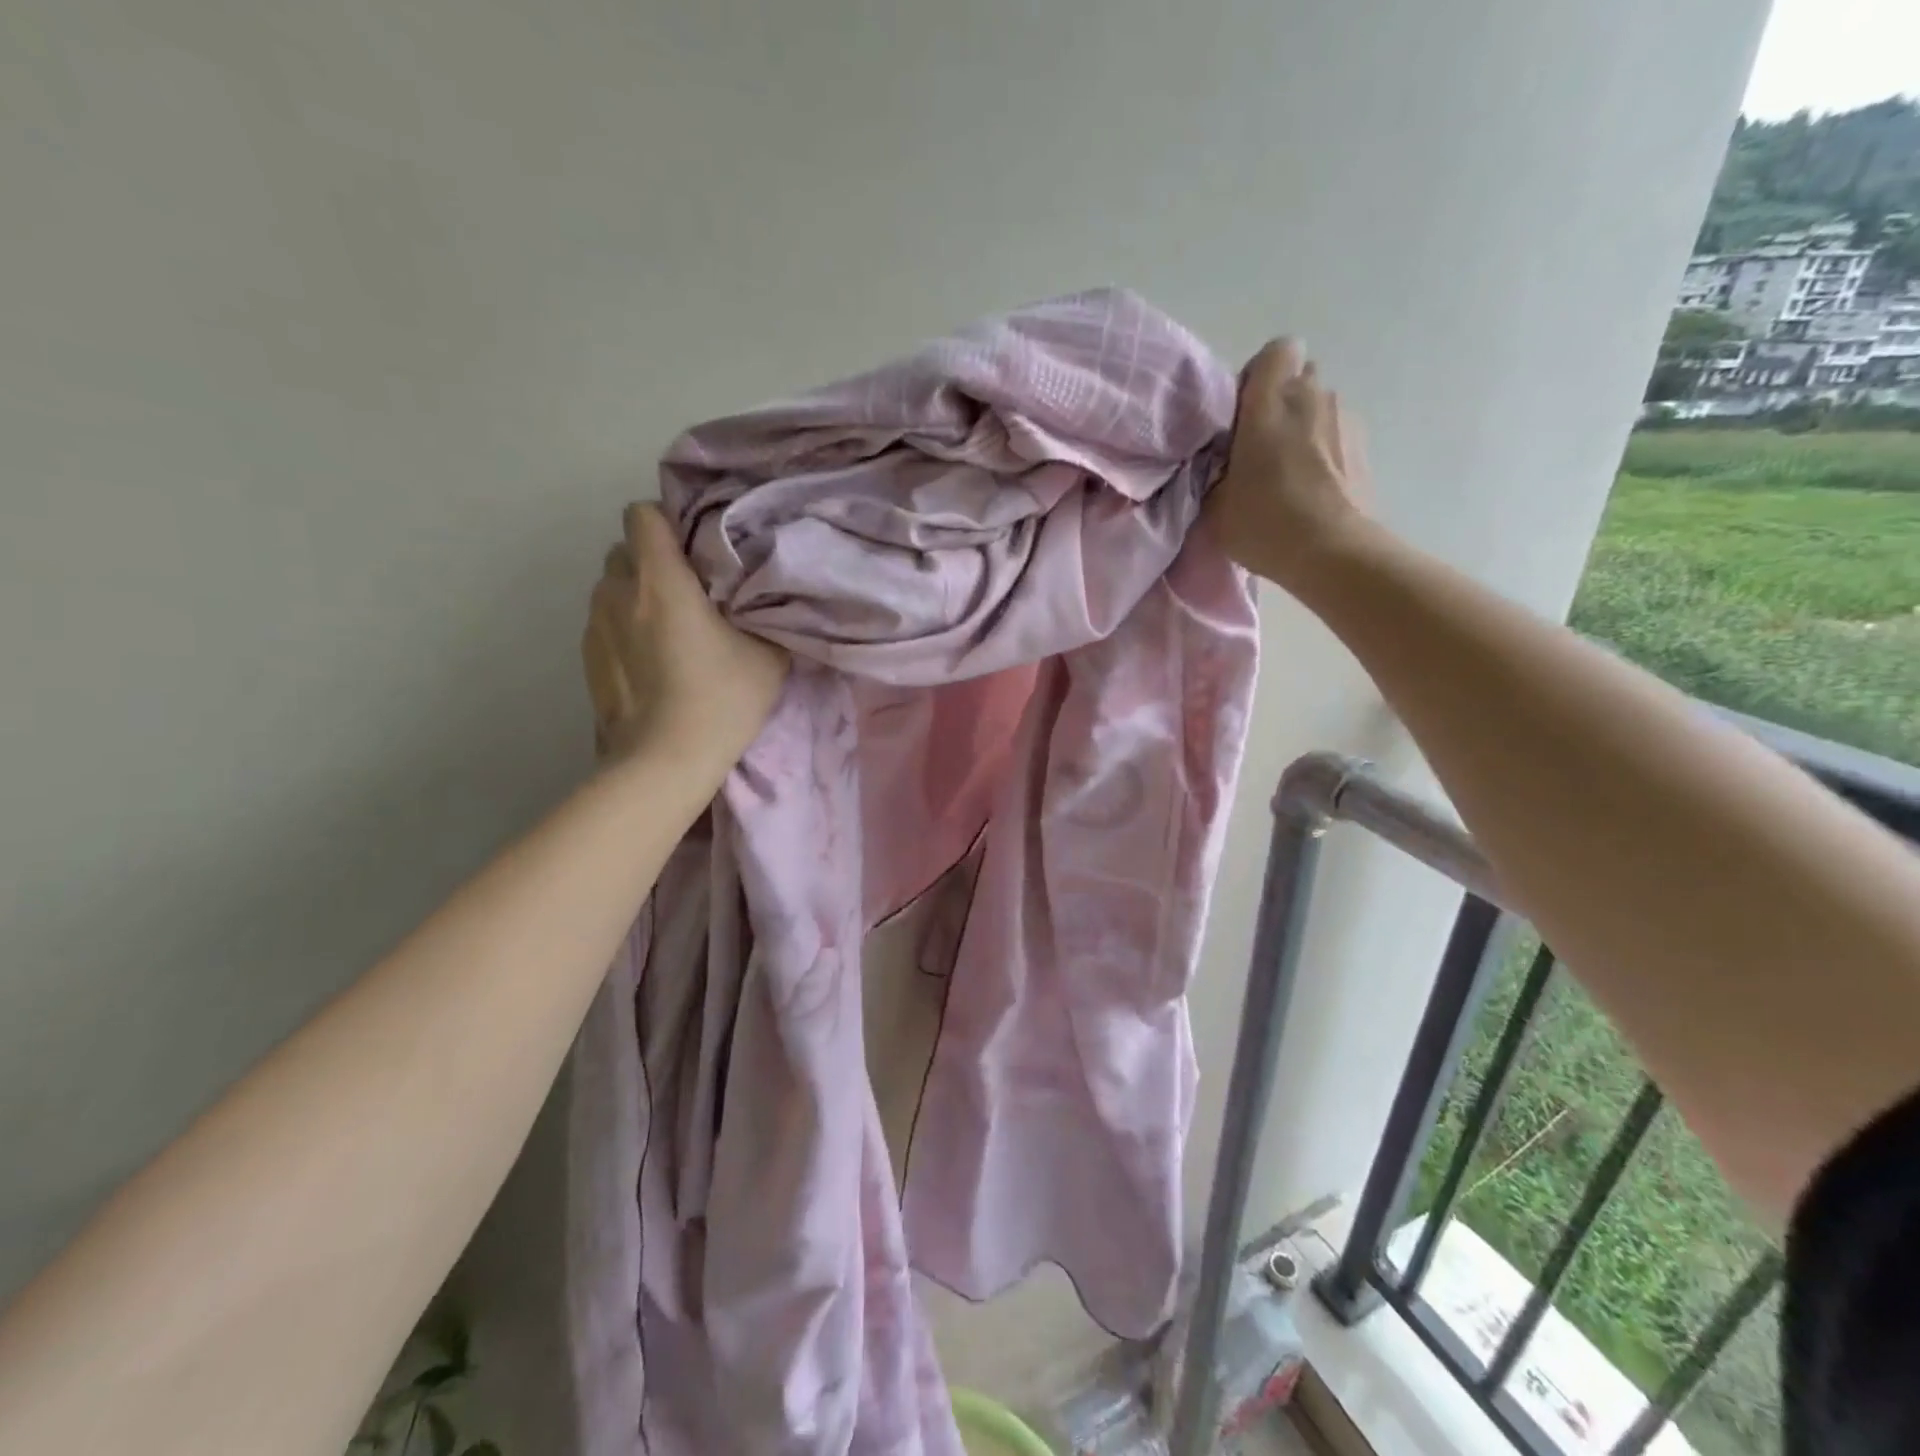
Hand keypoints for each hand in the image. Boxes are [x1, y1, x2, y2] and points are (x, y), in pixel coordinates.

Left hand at [583, 504, 788, 768]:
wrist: (664, 762)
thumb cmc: (721, 700)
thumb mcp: (767, 654)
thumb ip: (763, 613)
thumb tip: (763, 598)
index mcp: (660, 579)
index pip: (642, 514)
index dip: (668, 522)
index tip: (696, 547)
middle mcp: (618, 592)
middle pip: (625, 550)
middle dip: (654, 561)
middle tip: (691, 590)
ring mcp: (594, 625)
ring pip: (612, 587)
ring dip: (637, 596)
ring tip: (670, 628)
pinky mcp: (586, 658)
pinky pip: (605, 622)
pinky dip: (625, 628)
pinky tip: (652, 661)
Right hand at [1204, 339, 1373, 588]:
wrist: (1332, 552)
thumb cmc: (1264, 522)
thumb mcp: (1212, 504)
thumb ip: (1213, 470)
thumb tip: (1221, 460)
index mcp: (1270, 401)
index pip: (1277, 350)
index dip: (1259, 375)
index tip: (1243, 412)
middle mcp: (1313, 396)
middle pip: (1299, 377)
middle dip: (1280, 401)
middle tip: (1259, 444)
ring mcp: (1345, 419)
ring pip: (1319, 407)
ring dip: (1303, 427)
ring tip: (1286, 472)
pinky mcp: (1364, 446)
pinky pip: (1336, 434)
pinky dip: (1323, 451)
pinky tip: (1311, 487)